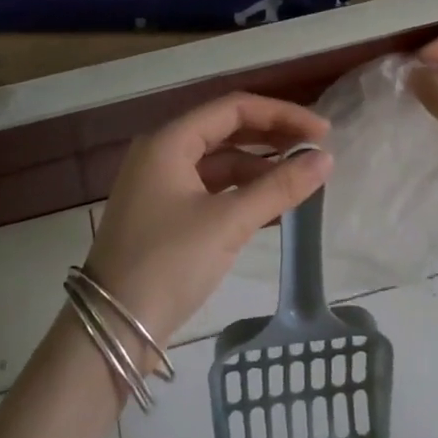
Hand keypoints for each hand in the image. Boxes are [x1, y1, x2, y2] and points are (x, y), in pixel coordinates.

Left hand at [85, 93, 331, 345]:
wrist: (112, 328)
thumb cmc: (168, 263)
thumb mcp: (228, 222)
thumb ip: (279, 187)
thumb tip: (326, 159)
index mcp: (169, 142)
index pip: (233, 108)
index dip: (281, 115)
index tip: (322, 132)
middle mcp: (162, 153)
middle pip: (227, 130)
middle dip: (272, 137)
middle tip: (316, 151)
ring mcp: (161, 184)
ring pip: (220, 161)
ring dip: (260, 167)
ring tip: (301, 181)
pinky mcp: (166, 214)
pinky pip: (212, 188)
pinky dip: (243, 192)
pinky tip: (274, 206)